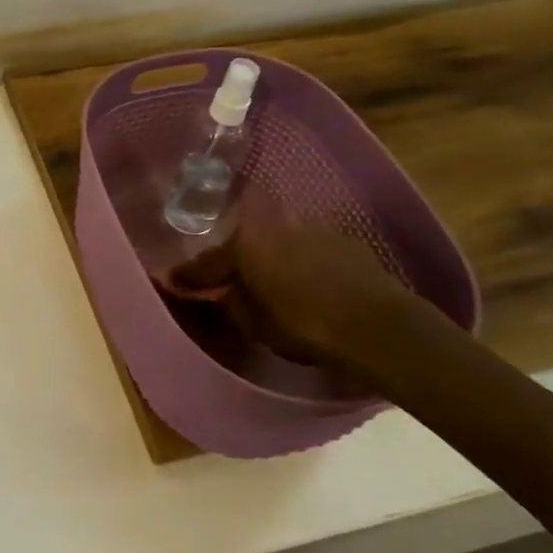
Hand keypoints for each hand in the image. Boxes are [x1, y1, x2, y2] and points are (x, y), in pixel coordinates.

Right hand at [168, 215, 422, 386]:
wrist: (379, 328)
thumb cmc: (306, 327)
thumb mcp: (257, 324)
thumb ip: (233, 303)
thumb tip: (222, 292)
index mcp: (246, 243)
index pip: (208, 261)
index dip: (190, 275)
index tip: (172, 281)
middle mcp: (275, 224)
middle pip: (244, 242)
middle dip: (233, 258)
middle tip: (224, 276)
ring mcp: (313, 228)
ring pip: (279, 240)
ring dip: (270, 256)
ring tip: (267, 277)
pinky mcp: (344, 239)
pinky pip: (310, 248)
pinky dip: (301, 260)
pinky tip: (305, 278)